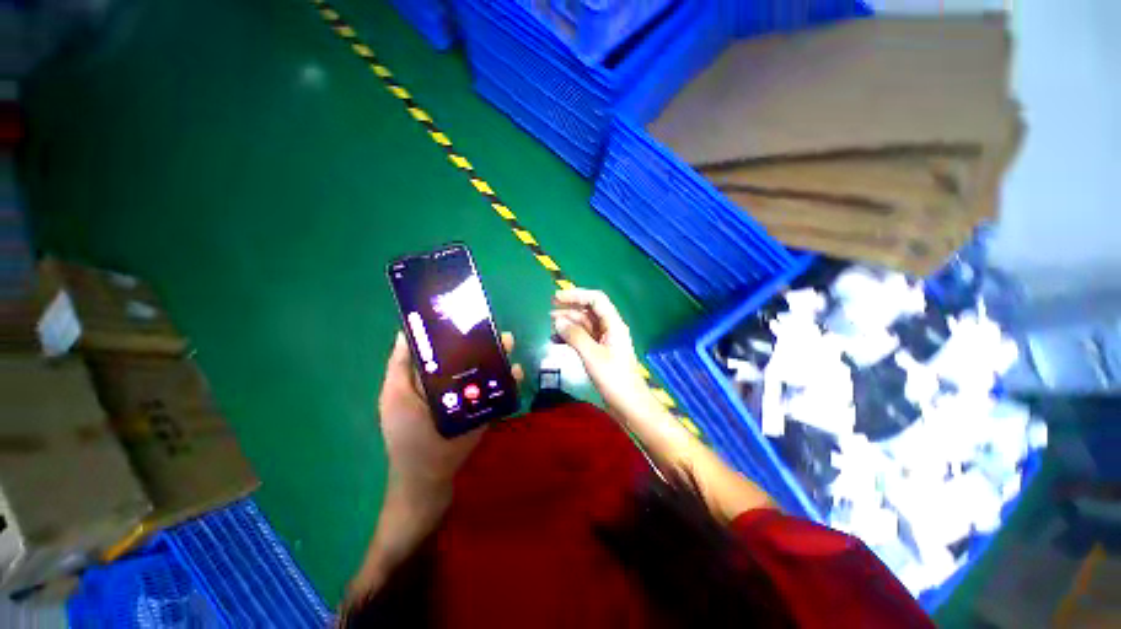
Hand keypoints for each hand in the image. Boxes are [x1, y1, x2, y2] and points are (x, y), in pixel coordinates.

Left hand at [378, 331, 523, 494]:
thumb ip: (399, 368)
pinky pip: (501, 389)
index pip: (444, 346)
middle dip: (484, 340)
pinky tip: (516, 372)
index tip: (465, 314)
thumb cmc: (407, 435)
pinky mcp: (486, 407)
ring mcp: (473, 394)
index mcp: (431, 375)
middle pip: (471, 355)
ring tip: (508, 344)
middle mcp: (454, 380)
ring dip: (499, 356)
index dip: (454, 330)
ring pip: (488, 369)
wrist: (430, 475)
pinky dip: (510, 379)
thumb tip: (404, 332)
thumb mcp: (396, 398)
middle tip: (495, 328)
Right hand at [550, 288, 655, 417]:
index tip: (556, 298)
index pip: (596, 299)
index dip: (576, 295)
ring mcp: (605, 340)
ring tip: (549, 325)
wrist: (628, 404)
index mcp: (613, 324)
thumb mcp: (592, 355)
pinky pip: (584, 337)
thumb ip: (575, 336)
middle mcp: (610, 328)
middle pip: (589, 311)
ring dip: (568, 323)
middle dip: (569, 308)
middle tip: (548, 311)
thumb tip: (557, 320)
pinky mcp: (599, 351)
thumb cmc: (614, 378)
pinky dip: (571, 336)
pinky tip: (557, 339)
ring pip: (585, 324)